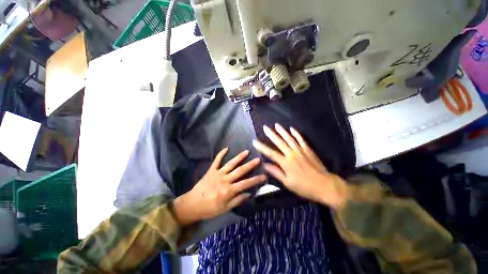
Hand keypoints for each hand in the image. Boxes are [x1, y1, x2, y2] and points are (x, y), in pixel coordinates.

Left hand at [174, 148, 265, 225]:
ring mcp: (218, 173)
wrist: (192, 204)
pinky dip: (221, 154)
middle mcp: (225, 180)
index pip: (246, 183)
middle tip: (258, 159)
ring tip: (246, 151)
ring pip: (231, 163)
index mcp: (229, 190)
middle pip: (240, 171)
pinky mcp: (211, 170)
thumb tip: (249, 193)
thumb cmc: (210, 209)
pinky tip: (226, 148)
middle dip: (250, 165)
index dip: (256, 180)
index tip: (264, 176)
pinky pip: (217, 160)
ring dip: (239, 157)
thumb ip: (238, 200)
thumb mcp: (225, 208)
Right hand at [252, 124, 349, 208]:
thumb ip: (276, 172)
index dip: (262, 147)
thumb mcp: (288, 183)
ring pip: (289, 138)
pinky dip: (296, 134)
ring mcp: (300, 150)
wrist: (325, 185)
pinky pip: (301, 139)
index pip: (270, 153)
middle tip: (265, 127)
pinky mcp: (308, 150)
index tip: (255, 141)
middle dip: (271, 134)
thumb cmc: (304, 187)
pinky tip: (292, 129)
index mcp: (285, 163)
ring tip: (276, 125)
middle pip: (279, 142)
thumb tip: (265, 165)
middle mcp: (291, 154)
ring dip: (282, 131)